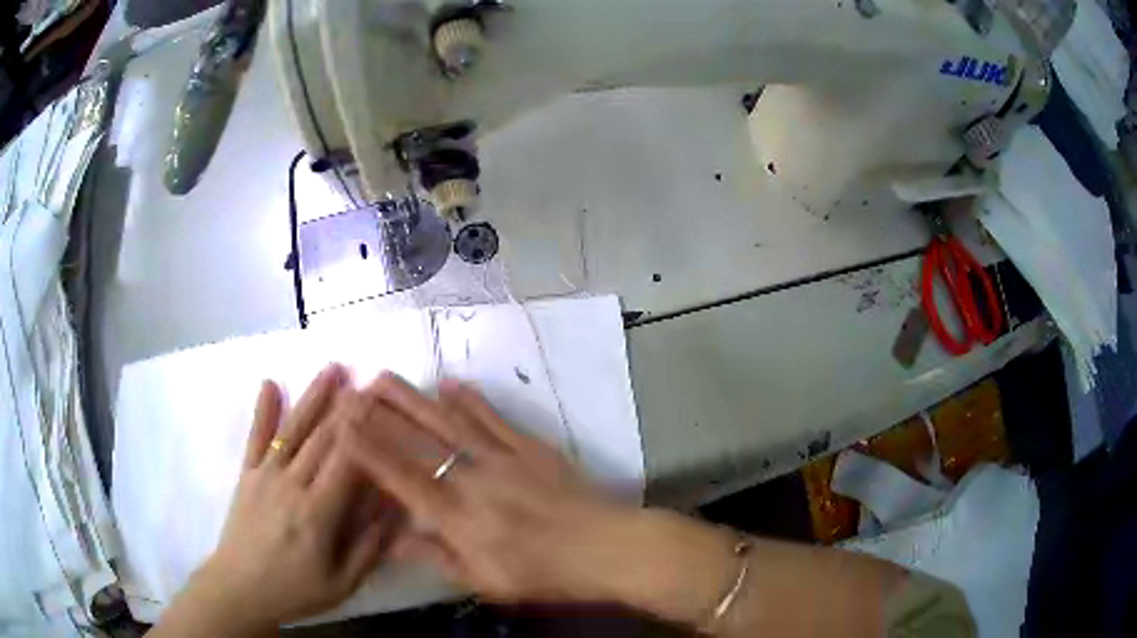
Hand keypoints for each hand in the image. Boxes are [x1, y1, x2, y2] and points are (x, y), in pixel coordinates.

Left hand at [166, 365, 399, 633]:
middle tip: (367, 375)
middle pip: (322, 439)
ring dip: (313, 397)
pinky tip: (269, 383)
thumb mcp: (341, 584)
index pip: (345, 463)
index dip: (364, 430)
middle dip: (346, 405)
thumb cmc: (294, 589)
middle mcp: (291, 486)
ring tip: (332, 369)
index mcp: (317, 514)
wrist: (240, 588)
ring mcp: (265, 476)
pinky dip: (262, 411)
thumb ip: (368, 549)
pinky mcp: (247, 475)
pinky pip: (255, 439)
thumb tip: (394, 510)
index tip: (381, 404)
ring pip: (293, 430)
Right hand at [336, 373, 686, 604]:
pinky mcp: (531, 447)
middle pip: (418, 440)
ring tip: (385, 376)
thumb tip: (391, 539)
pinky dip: (471, 399)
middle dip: (380, 413)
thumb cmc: (544, 573)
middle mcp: (472, 478)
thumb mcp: (486, 581)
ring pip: (449, 421)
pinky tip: (451, 382)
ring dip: (413, 397)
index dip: (366, 450)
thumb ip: (436, 556)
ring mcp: (502, 457)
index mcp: (456, 515)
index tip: (340, 425)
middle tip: (352, 388)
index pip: (399, 476)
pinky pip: (494, 418)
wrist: (606, 548)